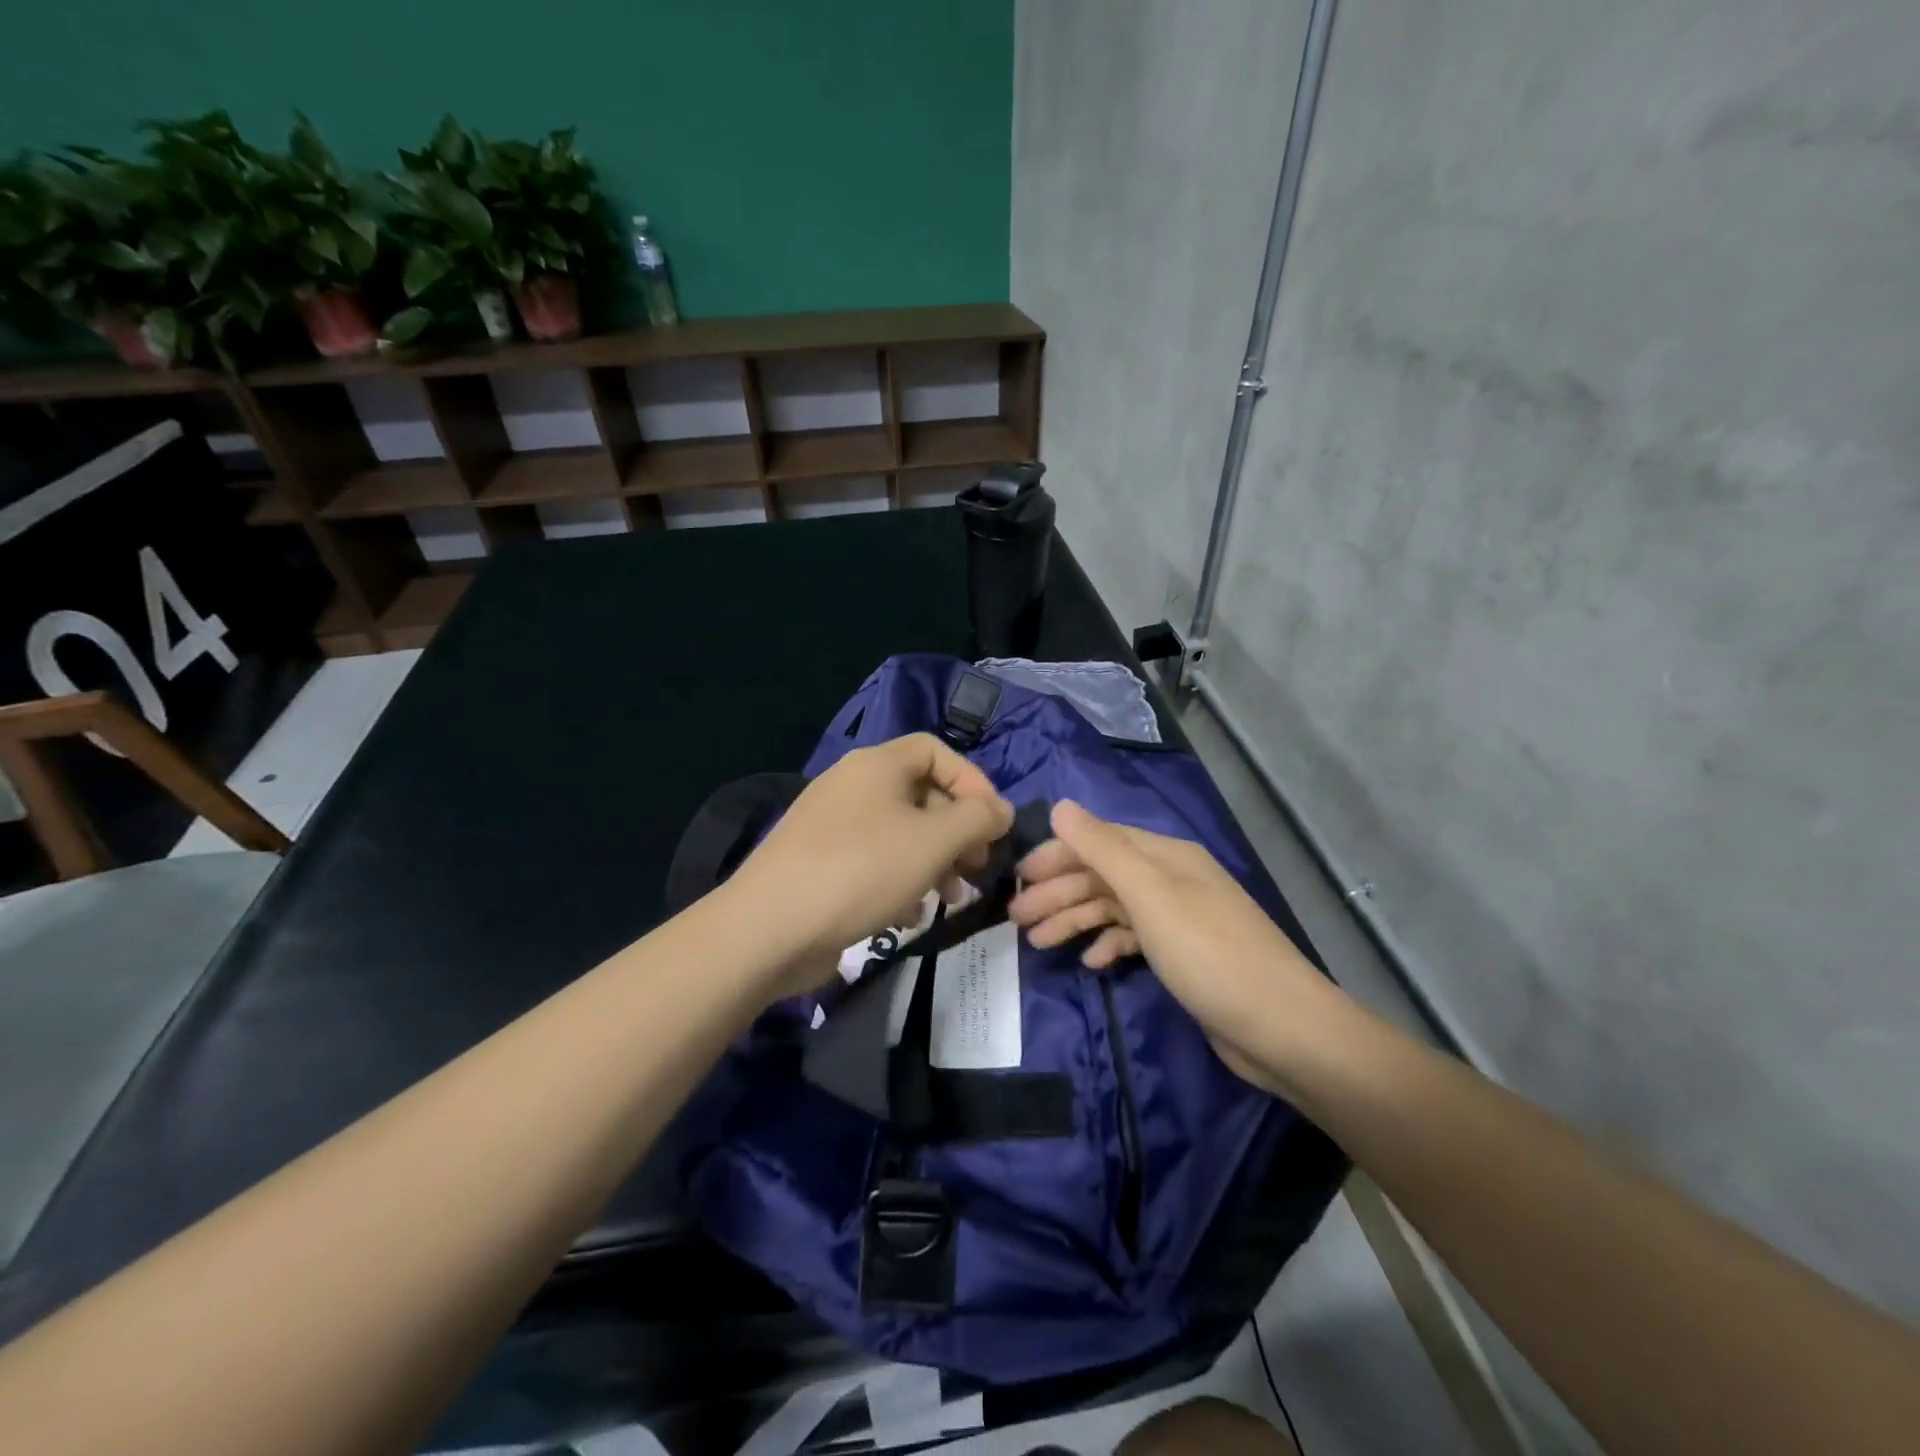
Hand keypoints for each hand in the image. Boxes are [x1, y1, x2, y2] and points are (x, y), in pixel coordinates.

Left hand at [724, 734, 1012, 997]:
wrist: (768, 929)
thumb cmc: (861, 871)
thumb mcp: (933, 841)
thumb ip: (977, 819)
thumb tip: (1001, 810)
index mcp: (877, 765)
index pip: (936, 751)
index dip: (972, 781)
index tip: (993, 823)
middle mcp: (853, 786)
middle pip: (921, 795)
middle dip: (957, 832)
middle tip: (978, 869)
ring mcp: (832, 826)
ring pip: (901, 834)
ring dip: (934, 863)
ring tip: (950, 899)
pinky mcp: (820, 864)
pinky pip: (874, 862)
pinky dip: (900, 883)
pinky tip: (907, 916)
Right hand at [1008, 801, 1334, 1092]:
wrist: (1283, 1028)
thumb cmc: (1210, 955)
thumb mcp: (1151, 897)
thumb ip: (1103, 849)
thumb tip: (1060, 806)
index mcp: (1166, 855)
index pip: (1098, 840)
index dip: (1055, 856)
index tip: (1016, 880)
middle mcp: (1171, 878)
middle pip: (1102, 874)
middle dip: (1057, 892)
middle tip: (1016, 919)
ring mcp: (1178, 917)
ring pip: (1113, 907)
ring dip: (1074, 919)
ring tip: (1037, 943)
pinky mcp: (1183, 953)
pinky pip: (1133, 937)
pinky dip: (1107, 944)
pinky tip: (1090, 962)